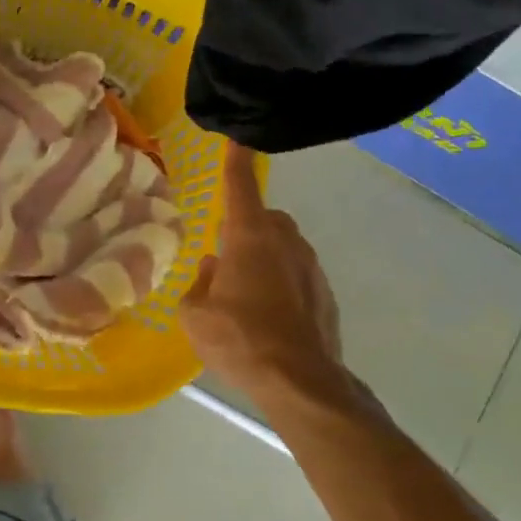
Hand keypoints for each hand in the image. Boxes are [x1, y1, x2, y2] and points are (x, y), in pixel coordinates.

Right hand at [182, 144, 352, 402]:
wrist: (300, 381)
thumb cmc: (239, 340)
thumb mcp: (196, 315)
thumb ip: (198, 285)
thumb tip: (211, 270)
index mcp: (249, 237)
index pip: (240, 185)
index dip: (235, 160)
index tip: (237, 138)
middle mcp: (284, 241)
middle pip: (264, 217)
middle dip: (245, 225)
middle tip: (225, 252)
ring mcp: (310, 266)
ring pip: (283, 245)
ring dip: (264, 254)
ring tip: (244, 289)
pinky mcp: (324, 292)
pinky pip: (297, 272)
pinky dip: (281, 280)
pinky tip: (268, 314)